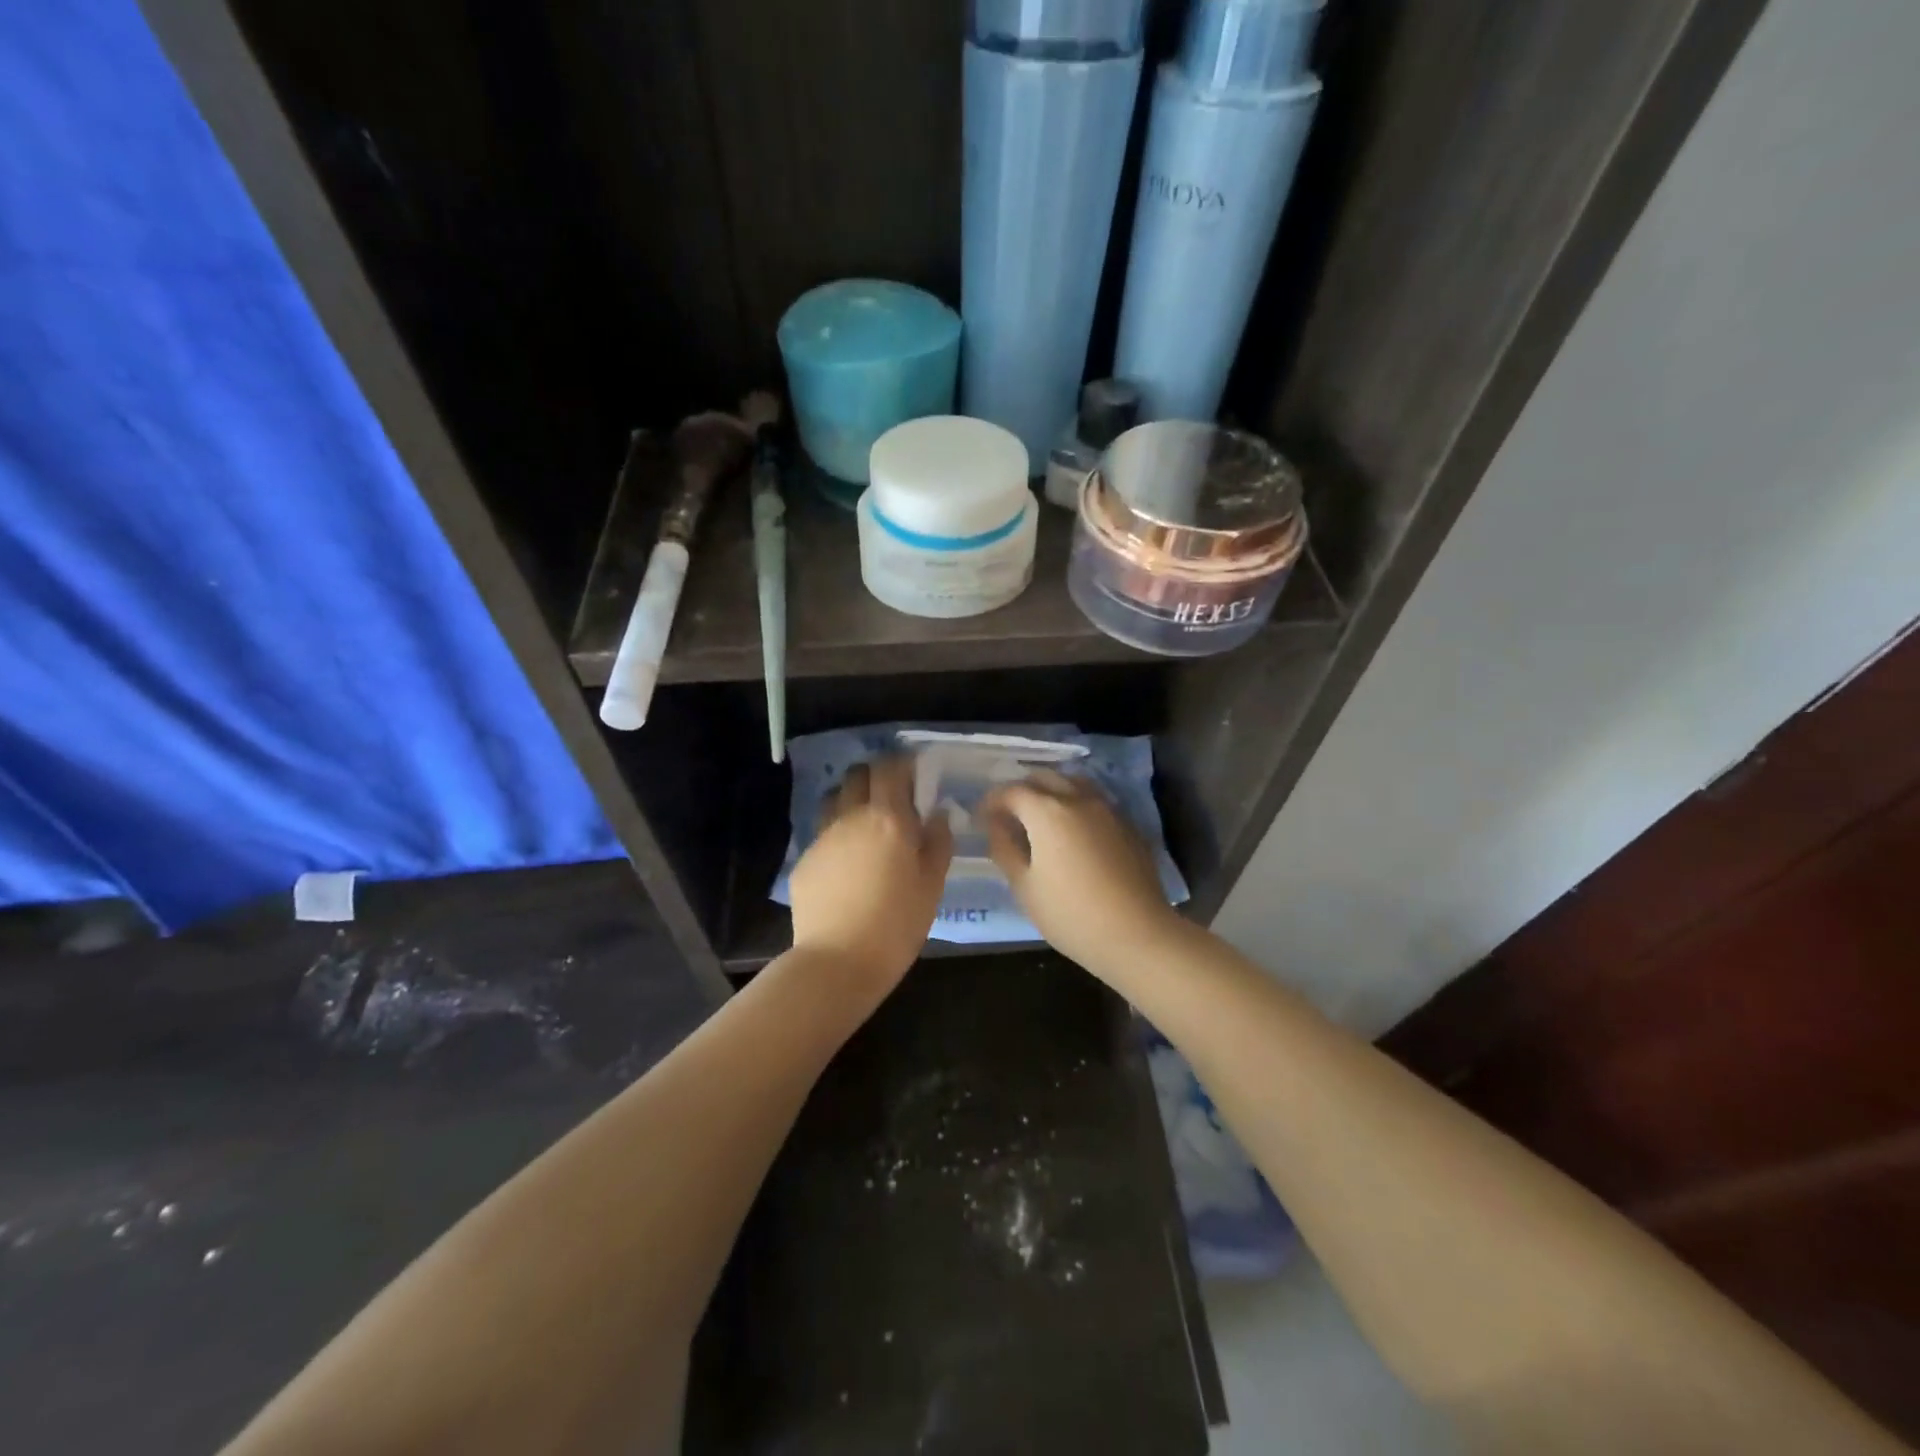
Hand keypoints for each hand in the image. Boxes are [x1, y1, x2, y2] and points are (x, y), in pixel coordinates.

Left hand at [787, 756, 952, 1002]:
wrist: (838, 962)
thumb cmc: (897, 925)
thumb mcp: (932, 886)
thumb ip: (938, 843)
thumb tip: (938, 815)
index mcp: (889, 819)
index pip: (890, 768)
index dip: (902, 764)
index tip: (914, 775)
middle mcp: (852, 817)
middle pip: (857, 775)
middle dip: (874, 776)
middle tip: (891, 797)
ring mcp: (823, 838)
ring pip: (834, 800)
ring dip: (850, 801)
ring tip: (865, 826)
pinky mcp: (805, 860)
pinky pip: (823, 834)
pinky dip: (837, 836)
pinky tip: (846, 866)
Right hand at [980, 769, 1186, 979]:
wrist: (1137, 934)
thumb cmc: (1071, 914)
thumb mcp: (1025, 887)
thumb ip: (1005, 849)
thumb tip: (996, 825)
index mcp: (1048, 812)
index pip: (1012, 791)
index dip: (992, 801)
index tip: (982, 818)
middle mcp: (1079, 799)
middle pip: (1045, 777)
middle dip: (1022, 789)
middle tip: (1009, 813)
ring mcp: (1108, 810)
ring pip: (1074, 783)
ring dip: (1052, 791)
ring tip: (1041, 816)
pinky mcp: (1128, 825)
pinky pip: (1096, 801)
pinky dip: (1077, 804)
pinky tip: (1073, 830)